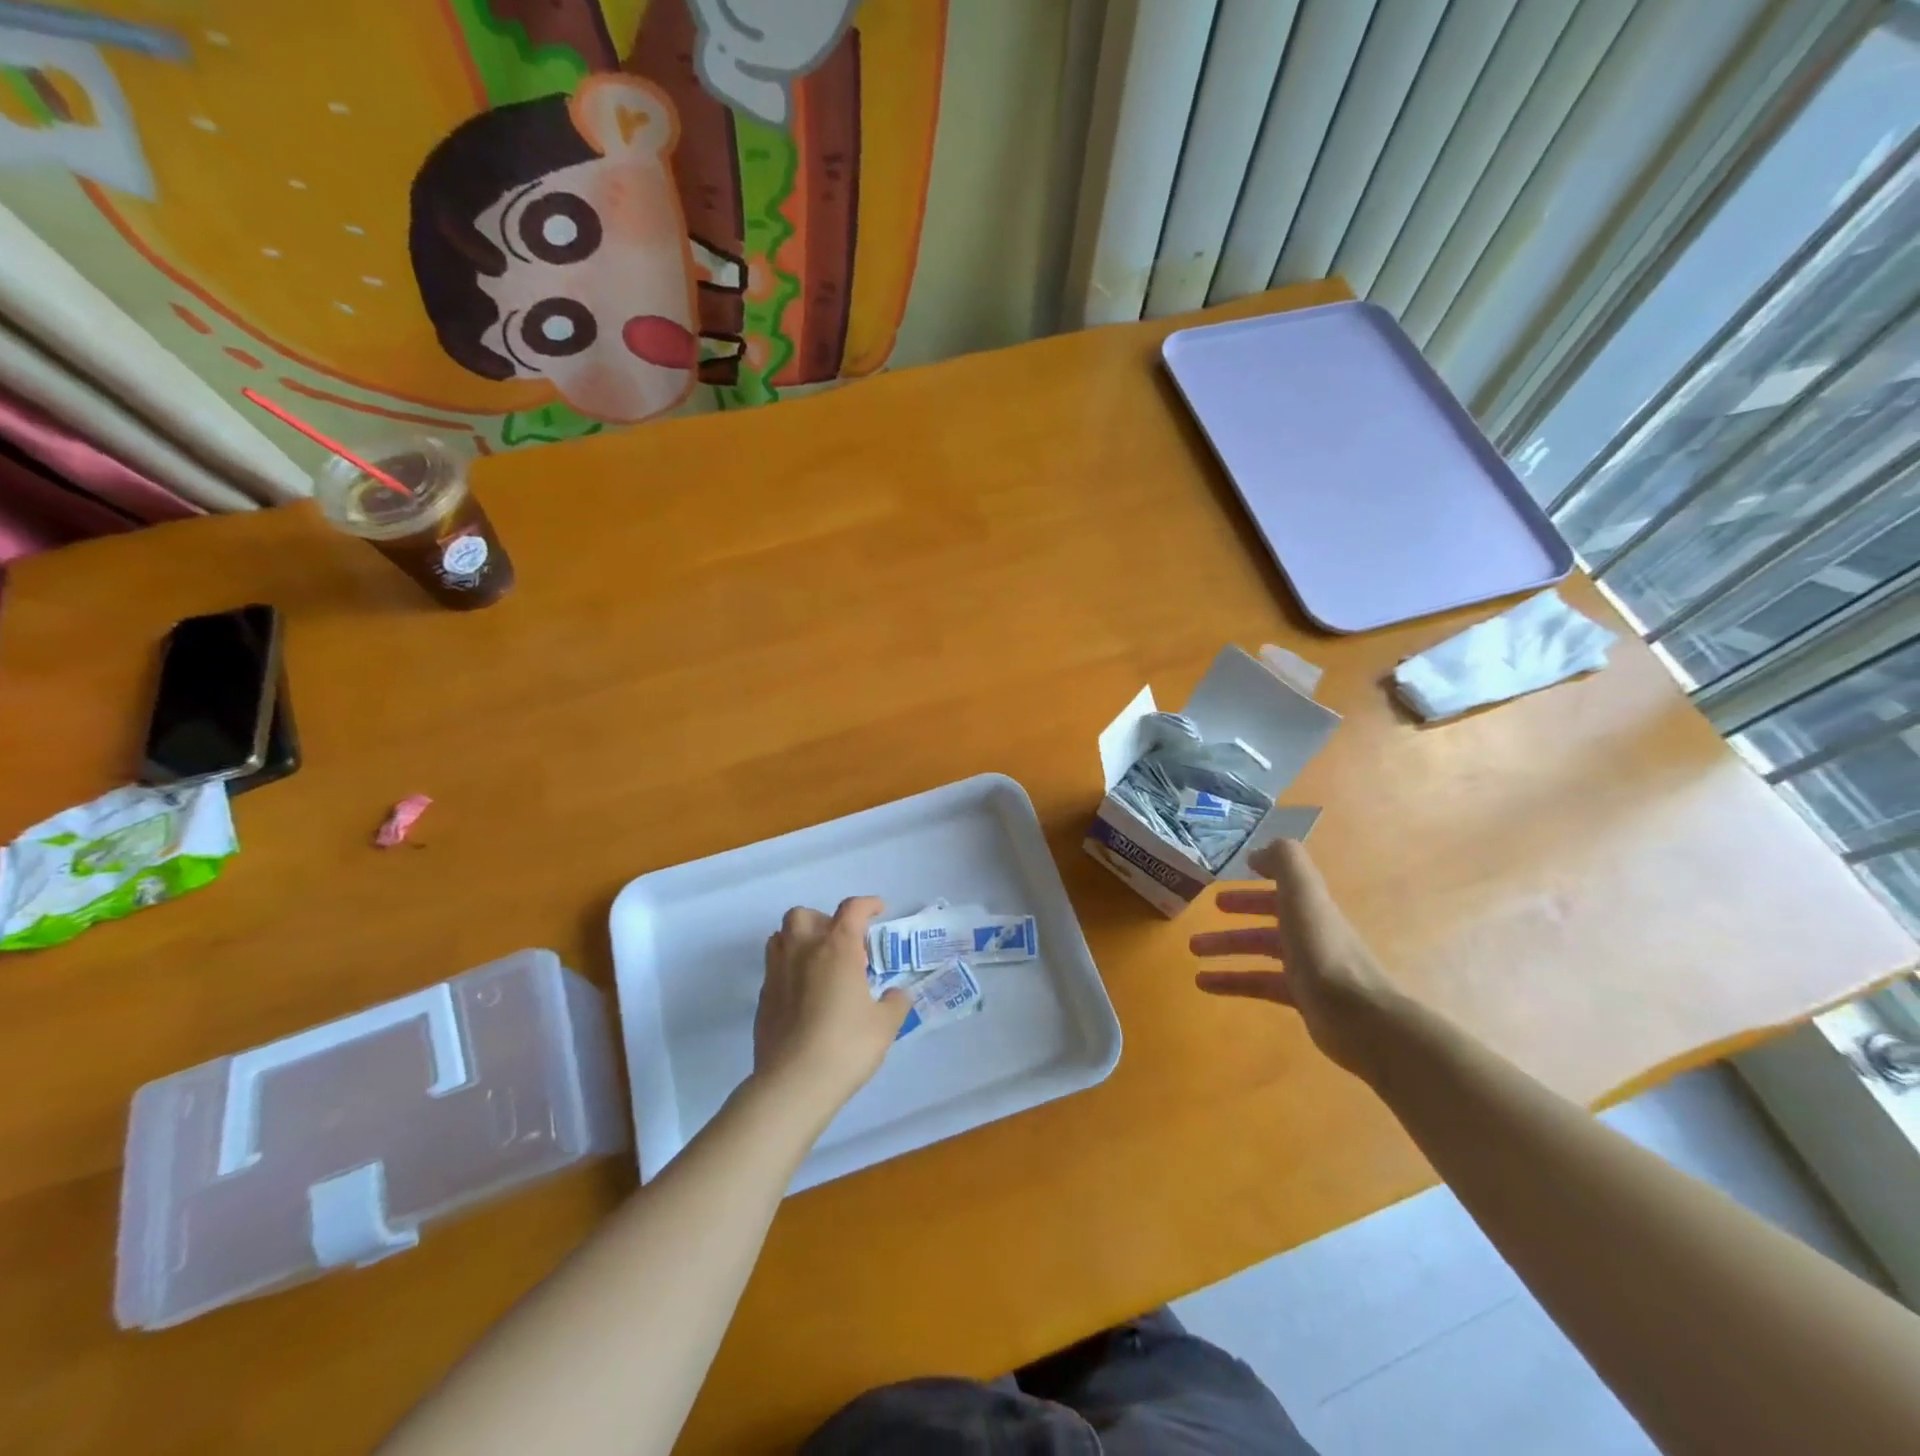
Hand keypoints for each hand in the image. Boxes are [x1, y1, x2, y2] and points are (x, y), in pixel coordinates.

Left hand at [753, 896, 909, 1116]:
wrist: (793, 1083)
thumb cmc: (846, 1046)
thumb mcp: (885, 1025)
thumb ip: (894, 1003)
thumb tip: (896, 995)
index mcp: (837, 948)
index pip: (852, 910)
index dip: (867, 905)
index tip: (878, 910)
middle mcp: (803, 950)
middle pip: (804, 914)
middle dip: (823, 920)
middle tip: (842, 944)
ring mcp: (777, 972)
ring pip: (781, 936)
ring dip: (800, 940)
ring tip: (819, 963)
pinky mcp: (763, 997)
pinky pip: (774, 968)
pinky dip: (789, 969)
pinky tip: (804, 994)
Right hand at [1190, 839, 1397, 1078]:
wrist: (1359, 1017)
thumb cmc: (1324, 950)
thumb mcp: (1303, 894)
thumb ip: (1284, 861)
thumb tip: (1258, 853)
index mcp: (1311, 907)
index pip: (1283, 887)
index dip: (1260, 878)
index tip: (1234, 874)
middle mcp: (1311, 934)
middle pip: (1270, 918)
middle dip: (1239, 912)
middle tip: (1208, 911)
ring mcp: (1307, 969)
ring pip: (1259, 952)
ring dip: (1225, 948)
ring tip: (1192, 952)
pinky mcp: (1301, 1000)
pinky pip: (1258, 985)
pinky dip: (1230, 982)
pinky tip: (1203, 985)